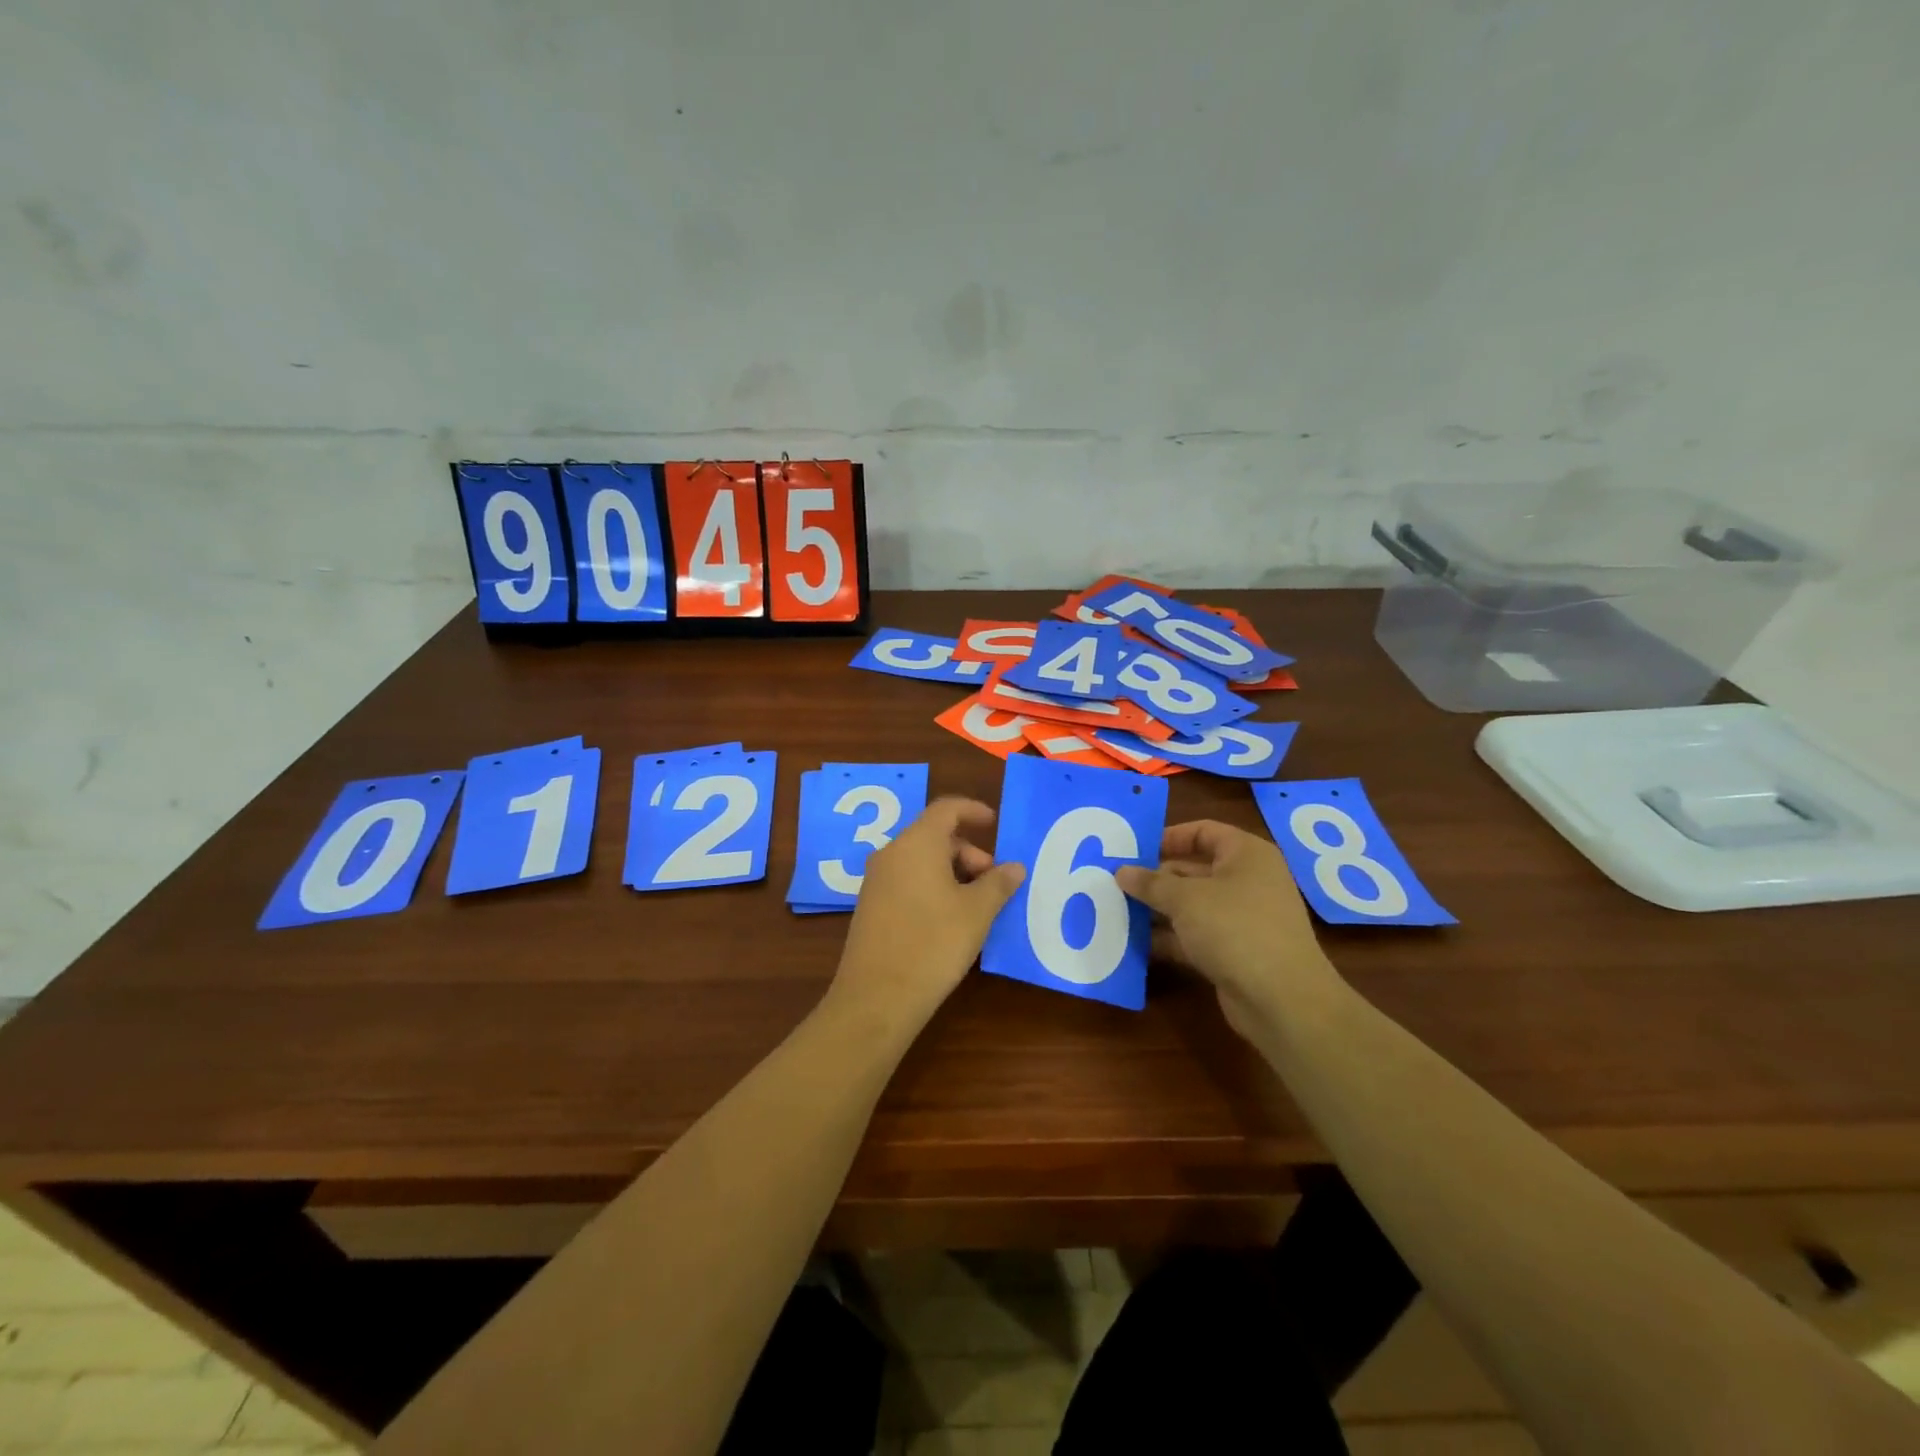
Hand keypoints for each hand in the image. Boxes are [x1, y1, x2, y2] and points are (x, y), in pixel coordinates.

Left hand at [831, 797, 1025, 1025]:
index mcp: (917, 843)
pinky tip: (949, 919)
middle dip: (968, 852)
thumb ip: (998, 884)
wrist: (877, 996)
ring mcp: (876, 881)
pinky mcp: (871, 906)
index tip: (995, 824)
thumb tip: (1014, 867)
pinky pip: (907, 880)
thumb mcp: (976, 912)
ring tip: (976, 905)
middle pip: (934, 836)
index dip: (973, 810)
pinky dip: (932, 886)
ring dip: (952, 872)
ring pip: (920, 860)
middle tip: (993, 882)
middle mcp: (891, 854)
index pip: (946, 809)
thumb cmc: (934, 943)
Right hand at [1115, 821, 1341, 1042]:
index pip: (1203, 831)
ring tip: (1117, 910)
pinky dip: (1169, 937)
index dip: (1168, 837)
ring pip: (1192, 905)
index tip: (1133, 850)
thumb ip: (1150, 883)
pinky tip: (1135, 942)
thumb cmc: (1234, 929)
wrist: (1282, 1000)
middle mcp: (1248, 881)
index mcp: (1246, 855)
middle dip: (1156, 877)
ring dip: (1158, 909)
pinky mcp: (1235, 951)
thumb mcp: (1185, 899)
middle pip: (1194, 869)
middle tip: (1116, 882)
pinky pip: (1195, 935)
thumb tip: (1122, 871)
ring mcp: (1243, 918)